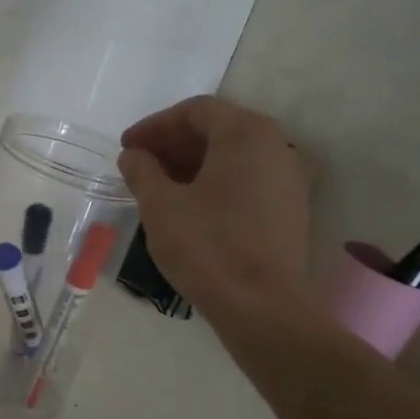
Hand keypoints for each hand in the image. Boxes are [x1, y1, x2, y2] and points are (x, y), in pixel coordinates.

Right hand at [119, 96, 315, 331]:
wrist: (262, 307)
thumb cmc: (208, 247)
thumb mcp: (160, 206)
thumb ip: (142, 171)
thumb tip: (134, 155)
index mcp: (246, 134)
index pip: (196, 111)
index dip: (155, 126)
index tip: (127, 148)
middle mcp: (277, 145)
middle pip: (218, 129)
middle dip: (174, 143)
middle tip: (139, 164)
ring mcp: (290, 177)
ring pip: (234, 155)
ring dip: (193, 163)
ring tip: (159, 186)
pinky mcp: (292, 208)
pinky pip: (248, 178)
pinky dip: (216, 181)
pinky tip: (190, 206)